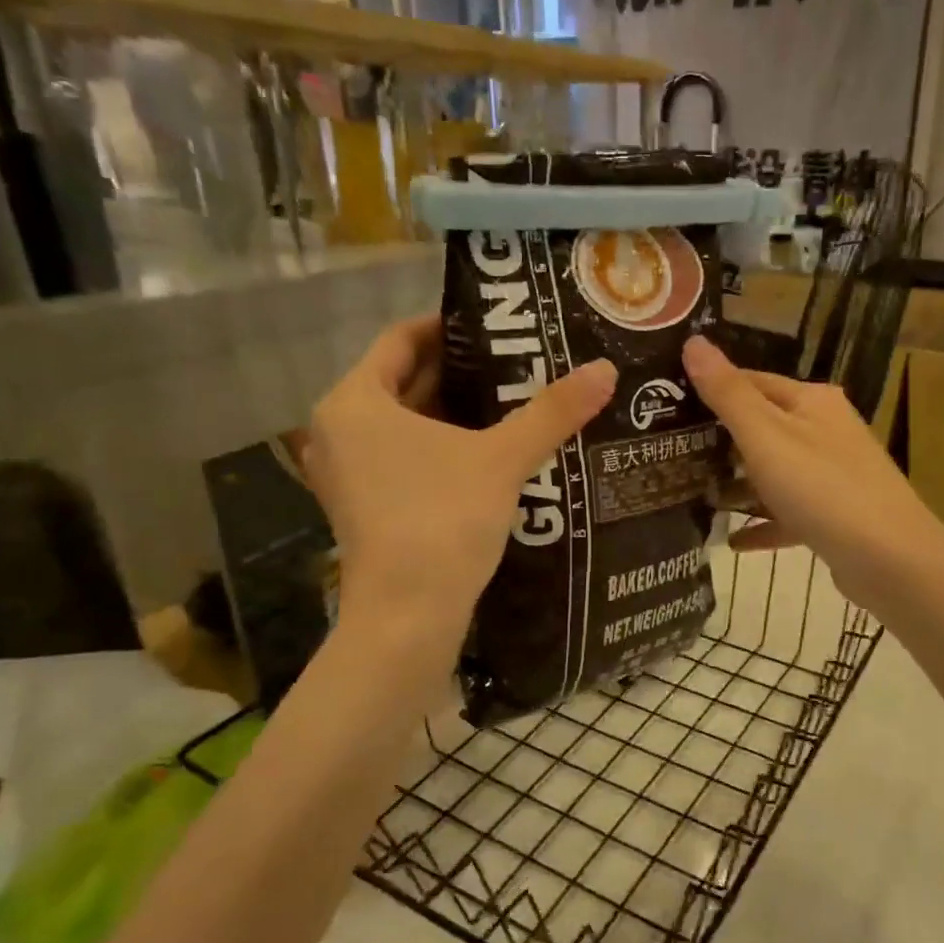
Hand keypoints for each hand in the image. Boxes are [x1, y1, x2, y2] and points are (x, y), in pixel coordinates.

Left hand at [304, 315, 615, 642]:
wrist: (407, 617)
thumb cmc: (442, 520)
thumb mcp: (502, 459)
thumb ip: (552, 412)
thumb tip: (605, 369)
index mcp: (354, 402)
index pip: (401, 340)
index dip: (450, 327)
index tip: (497, 325)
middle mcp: (338, 430)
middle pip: (404, 381)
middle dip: (460, 372)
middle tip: (518, 361)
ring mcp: (347, 472)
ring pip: (405, 423)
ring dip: (454, 411)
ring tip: (513, 400)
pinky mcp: (364, 506)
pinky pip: (403, 456)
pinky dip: (441, 446)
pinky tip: (488, 451)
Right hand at [682, 334, 943, 612]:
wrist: (889, 559)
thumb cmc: (822, 487)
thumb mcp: (765, 436)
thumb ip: (727, 393)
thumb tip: (693, 341)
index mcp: (812, 401)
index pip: (752, 382)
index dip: (712, 390)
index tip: (668, 405)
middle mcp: (826, 430)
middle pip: (763, 428)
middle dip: (720, 441)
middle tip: (671, 453)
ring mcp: (833, 475)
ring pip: (775, 473)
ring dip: (739, 485)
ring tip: (694, 498)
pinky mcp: (835, 516)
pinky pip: (789, 514)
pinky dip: (762, 523)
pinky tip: (732, 541)